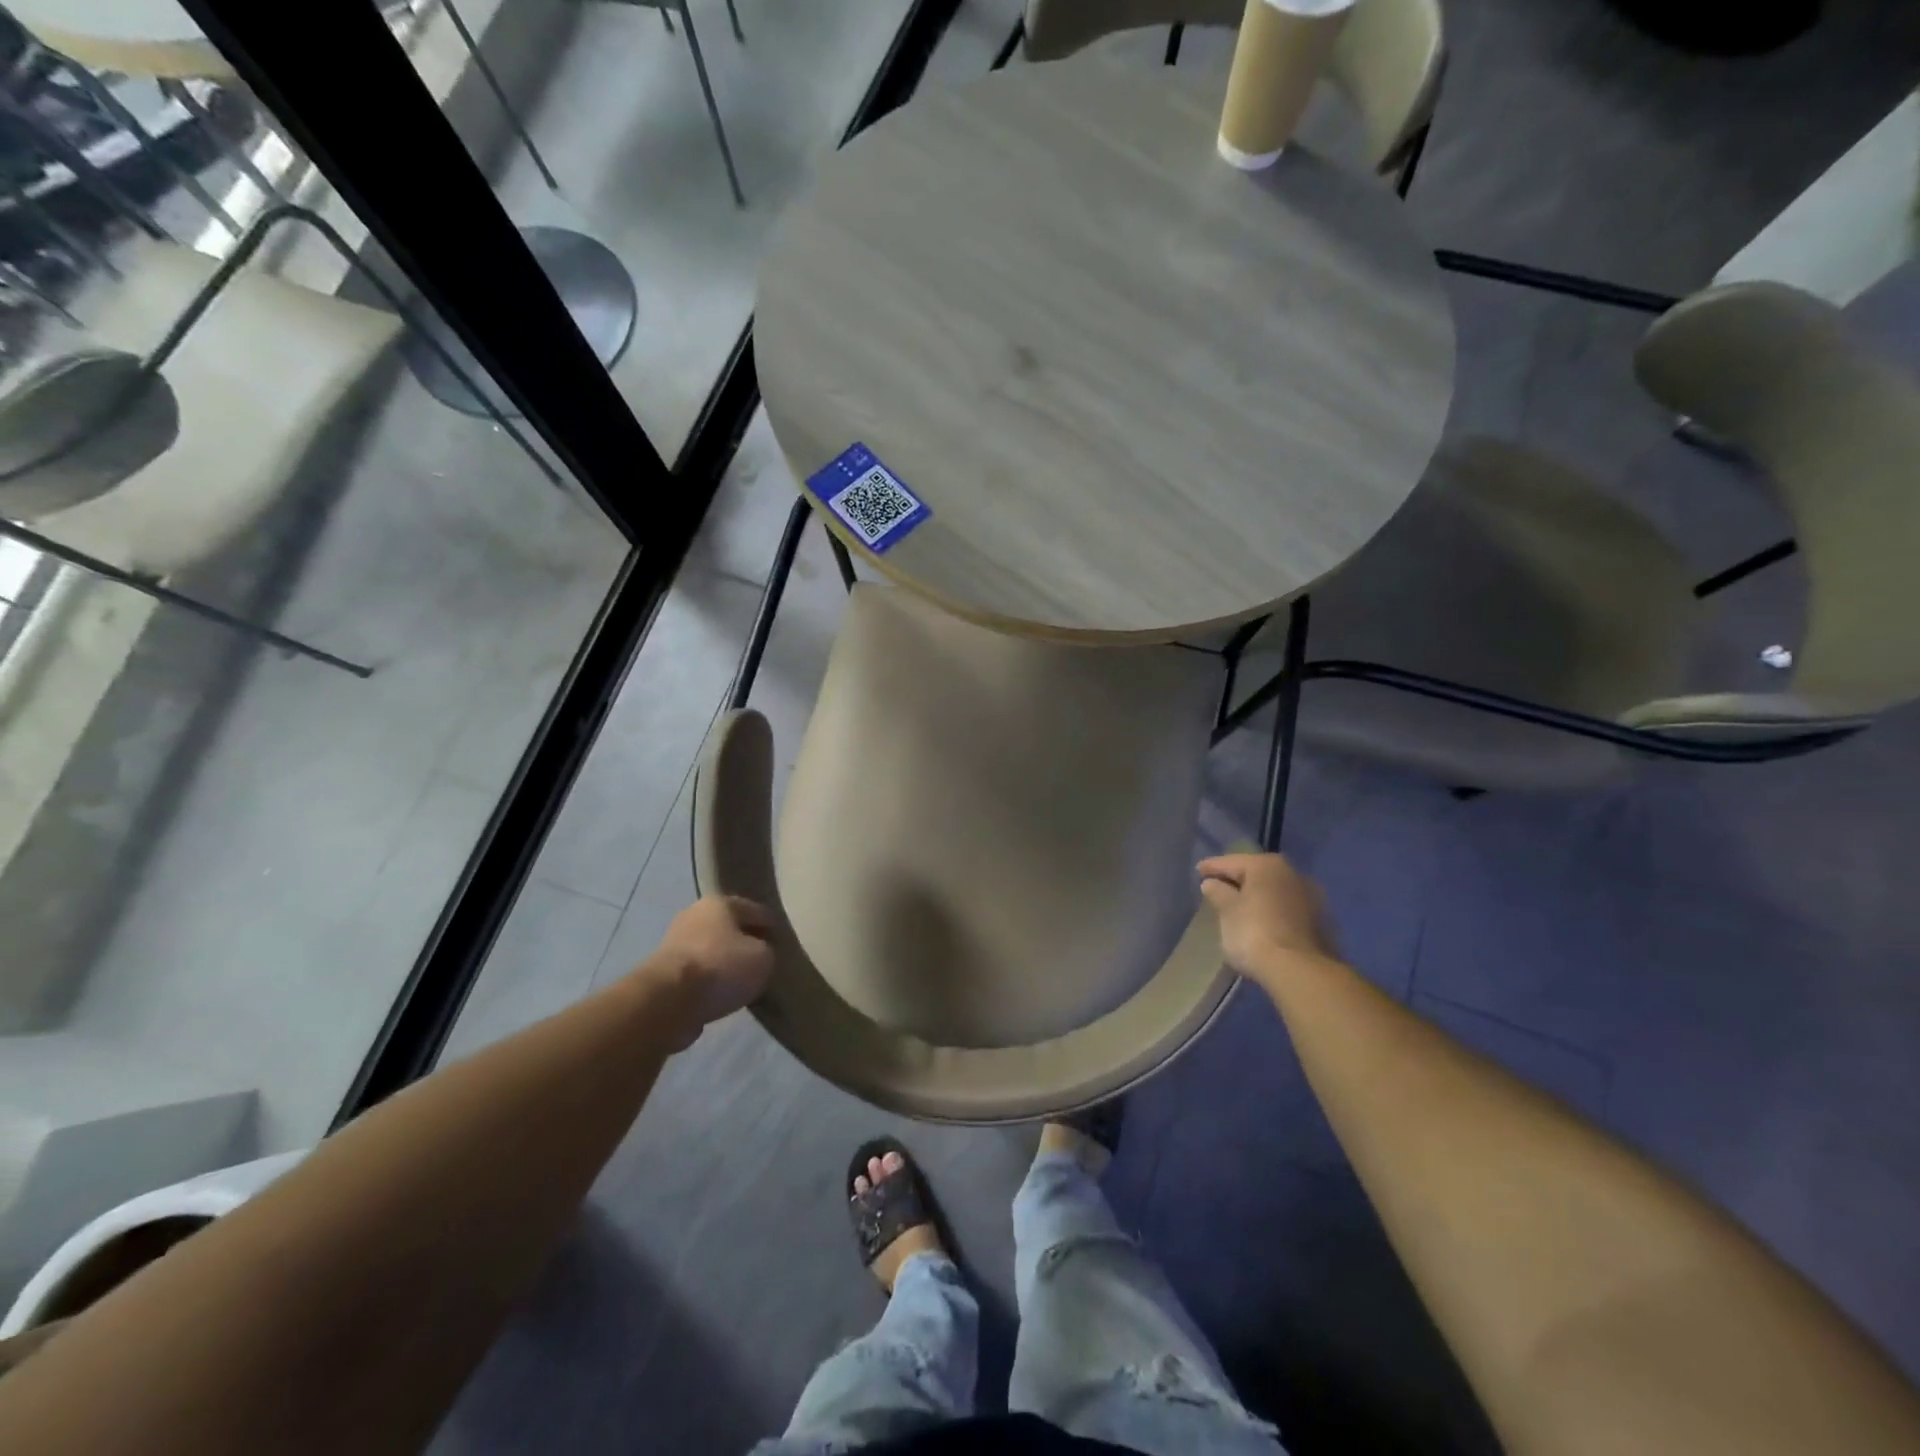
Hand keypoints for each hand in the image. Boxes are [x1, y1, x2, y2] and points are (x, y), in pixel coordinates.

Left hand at [642, 895, 775, 1042]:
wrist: (667, 1001)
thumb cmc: (721, 967)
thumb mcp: (763, 958)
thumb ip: (766, 951)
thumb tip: (758, 955)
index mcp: (719, 903)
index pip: (754, 909)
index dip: (770, 923)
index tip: (781, 937)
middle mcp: (693, 915)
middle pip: (727, 928)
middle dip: (742, 940)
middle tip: (761, 956)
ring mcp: (673, 943)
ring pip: (709, 950)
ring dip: (722, 962)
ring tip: (741, 979)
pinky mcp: (661, 973)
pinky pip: (695, 973)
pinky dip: (707, 981)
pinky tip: (720, 994)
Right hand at [1197, 852, 1338, 987]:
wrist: (1301, 972)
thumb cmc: (1255, 933)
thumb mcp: (1227, 911)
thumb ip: (1218, 893)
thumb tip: (1212, 883)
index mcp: (1267, 866)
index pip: (1231, 862)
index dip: (1212, 867)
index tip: (1198, 871)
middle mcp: (1293, 874)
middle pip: (1257, 875)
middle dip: (1238, 881)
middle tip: (1218, 889)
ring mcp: (1312, 898)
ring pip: (1275, 892)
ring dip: (1259, 898)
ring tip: (1241, 909)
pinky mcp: (1323, 923)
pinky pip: (1288, 911)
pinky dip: (1274, 913)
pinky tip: (1264, 925)